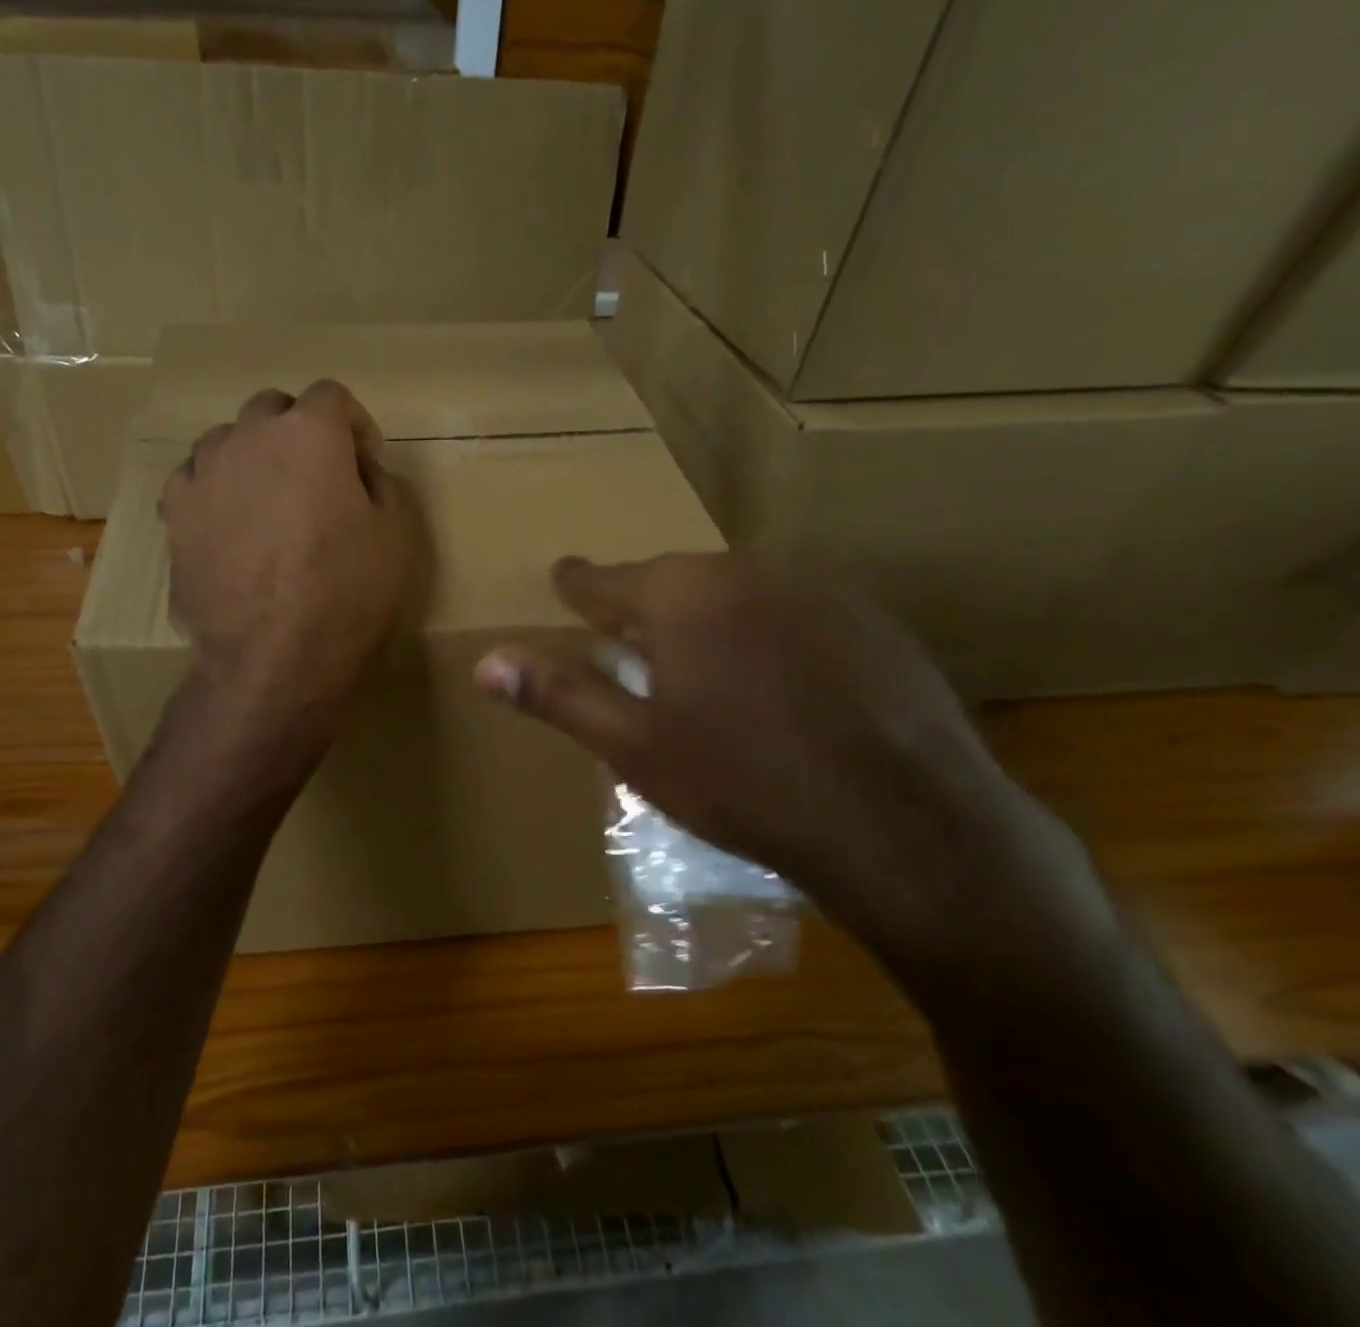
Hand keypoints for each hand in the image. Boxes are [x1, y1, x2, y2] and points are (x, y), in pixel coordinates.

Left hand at [162, 380, 416, 730]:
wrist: (274, 658)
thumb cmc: (347, 594)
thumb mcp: (396, 534)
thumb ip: (378, 482)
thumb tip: (355, 471)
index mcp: (310, 433)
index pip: (332, 395)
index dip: (354, 426)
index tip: (363, 464)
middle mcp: (250, 436)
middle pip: (274, 408)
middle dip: (299, 433)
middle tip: (316, 480)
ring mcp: (205, 471)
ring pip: (228, 439)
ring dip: (253, 456)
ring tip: (267, 502)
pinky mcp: (175, 511)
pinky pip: (194, 477)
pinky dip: (215, 488)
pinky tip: (229, 524)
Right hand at [474, 553, 1120, 985]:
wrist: (904, 823)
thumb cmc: (744, 783)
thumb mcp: (635, 746)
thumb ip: (559, 695)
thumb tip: (486, 663)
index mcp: (678, 594)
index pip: (604, 580)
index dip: (578, 586)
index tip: (563, 578)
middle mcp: (743, 568)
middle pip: (673, 582)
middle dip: (647, 610)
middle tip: (633, 646)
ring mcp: (815, 585)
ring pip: (734, 591)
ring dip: (710, 619)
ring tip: (706, 668)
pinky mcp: (868, 613)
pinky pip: (791, 609)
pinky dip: (768, 632)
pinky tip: (780, 684)